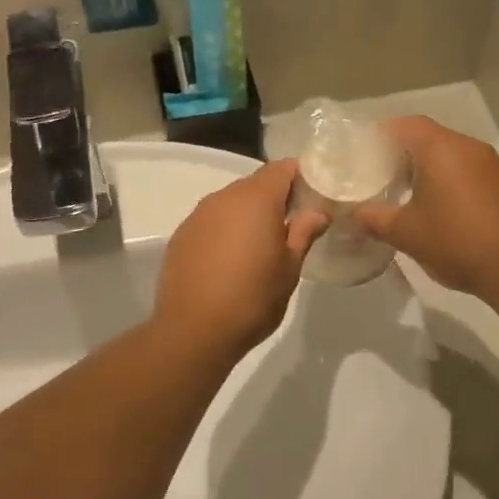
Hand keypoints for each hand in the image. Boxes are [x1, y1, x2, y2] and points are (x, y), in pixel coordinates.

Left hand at [156, 160, 327, 358]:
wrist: (194, 330)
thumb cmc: (253, 298)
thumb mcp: (289, 269)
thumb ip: (304, 233)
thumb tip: (318, 212)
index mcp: (256, 199)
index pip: (282, 168)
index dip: (301, 177)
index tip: (314, 196)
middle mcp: (224, 198)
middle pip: (256, 183)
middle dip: (276, 197)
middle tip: (293, 224)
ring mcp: (198, 216)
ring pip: (231, 202)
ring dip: (248, 215)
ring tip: (262, 245)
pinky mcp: (181, 236)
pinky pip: (211, 221)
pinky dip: (226, 230)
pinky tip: (231, 259)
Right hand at [355, 117, 498, 299]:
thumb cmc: (456, 241)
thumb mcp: (405, 233)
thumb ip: (374, 219)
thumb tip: (354, 214)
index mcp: (441, 149)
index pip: (406, 125)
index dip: (382, 135)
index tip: (363, 153)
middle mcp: (469, 148)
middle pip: (429, 139)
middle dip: (403, 156)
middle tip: (380, 177)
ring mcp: (493, 166)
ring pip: (452, 158)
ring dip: (429, 172)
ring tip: (407, 197)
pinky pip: (470, 175)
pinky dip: (451, 185)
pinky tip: (441, 213)